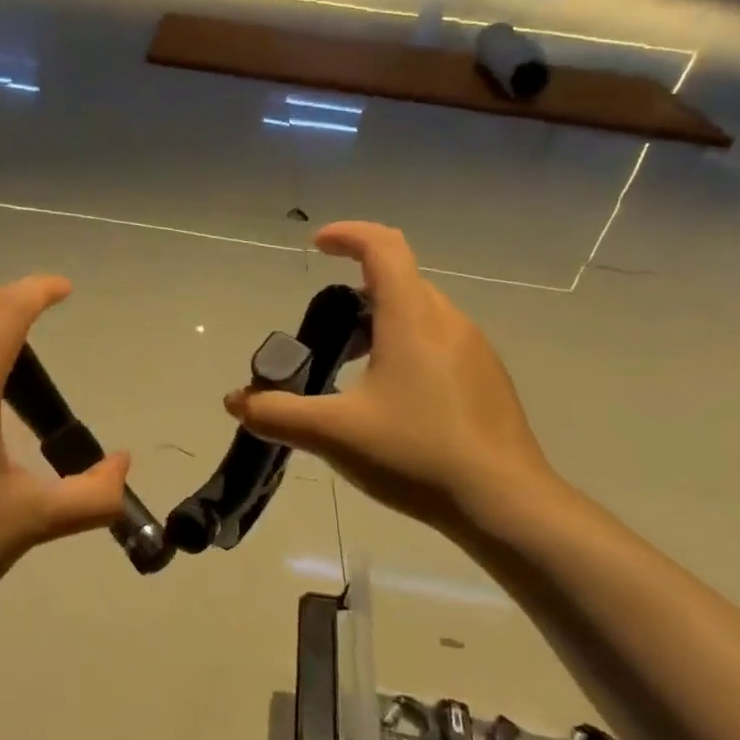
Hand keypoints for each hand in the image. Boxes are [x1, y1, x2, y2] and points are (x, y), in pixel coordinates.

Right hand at [225, 223, 553, 531]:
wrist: (504, 503)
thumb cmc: (415, 453)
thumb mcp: (333, 433)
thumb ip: (277, 413)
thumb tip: (235, 401)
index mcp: (412, 318)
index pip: (383, 247)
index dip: (348, 235)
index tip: (316, 246)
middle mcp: (448, 322)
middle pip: (400, 281)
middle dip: (356, 292)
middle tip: (324, 334)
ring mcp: (474, 351)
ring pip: (421, 314)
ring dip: (381, 324)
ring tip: (352, 371)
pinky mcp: (487, 381)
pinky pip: (439, 343)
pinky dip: (406, 349)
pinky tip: (393, 403)